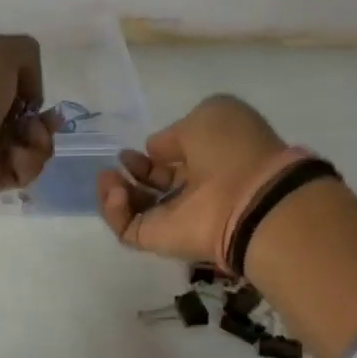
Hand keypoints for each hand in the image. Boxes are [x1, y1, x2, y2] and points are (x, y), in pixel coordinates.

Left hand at [0, 34, 54, 216]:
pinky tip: (16, 160)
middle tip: (45, 124)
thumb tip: (30, 95)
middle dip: (42, 120)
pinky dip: (27, 165)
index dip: (28, 86)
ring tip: (30, 142)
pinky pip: (22, 171)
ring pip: (28, 145)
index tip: (34, 95)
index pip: (6, 81)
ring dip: (39, 142)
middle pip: (23, 117)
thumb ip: (24, 53)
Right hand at [96, 95, 288, 263]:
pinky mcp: (156, 241)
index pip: (171, 162)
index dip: (150, 155)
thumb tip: (154, 150)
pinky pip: (127, 229)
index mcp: (207, 162)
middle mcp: (190, 193)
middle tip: (115, 165)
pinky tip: (116, 192)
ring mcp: (172, 220)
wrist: (248, 200)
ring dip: (113, 192)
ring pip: (133, 210)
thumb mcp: (207, 116)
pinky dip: (114, 211)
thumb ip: (174, 133)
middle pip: (150, 187)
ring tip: (108, 178)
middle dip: (129, 174)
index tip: (132, 149)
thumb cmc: (233, 150)